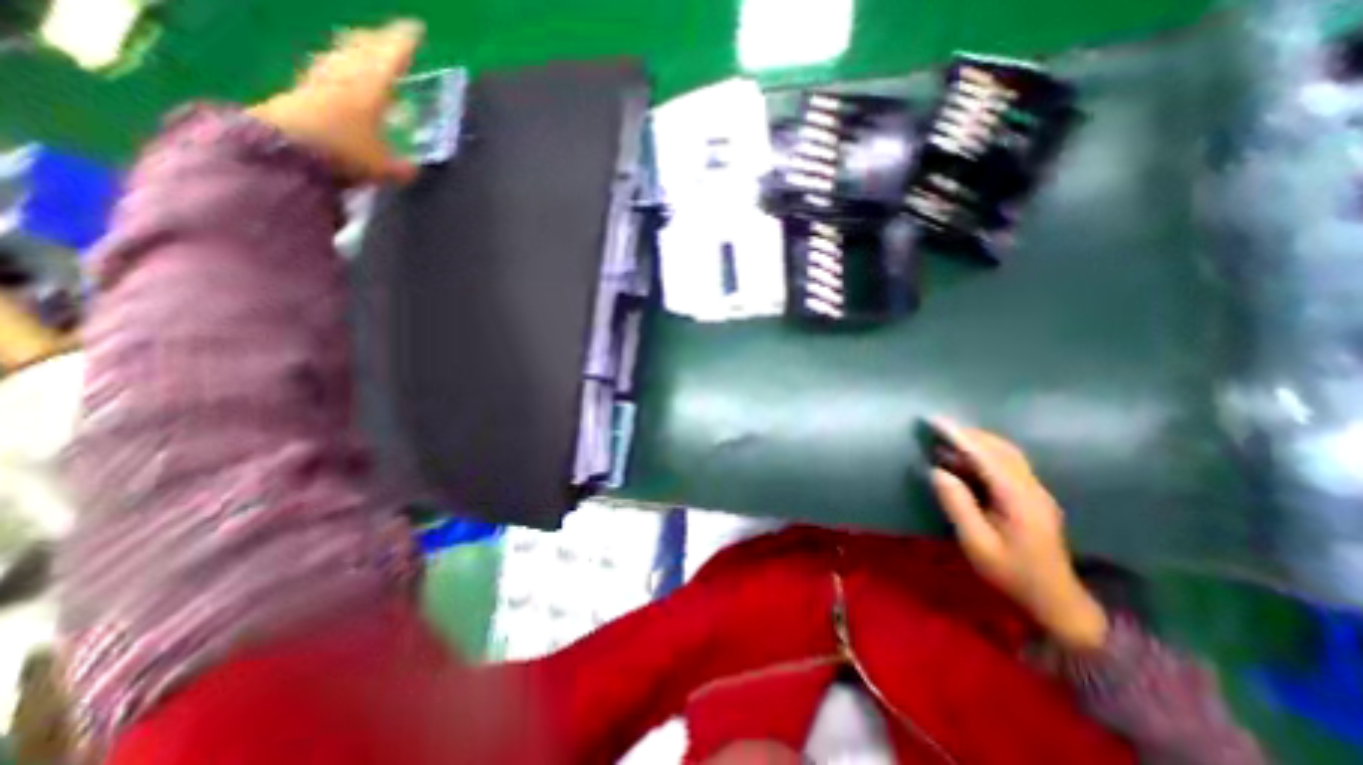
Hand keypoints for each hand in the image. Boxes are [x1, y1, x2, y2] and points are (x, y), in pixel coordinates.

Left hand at [248, 17, 422, 183]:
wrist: (285, 151)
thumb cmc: (343, 153)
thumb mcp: (384, 169)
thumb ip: (402, 167)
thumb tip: (413, 168)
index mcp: (370, 89)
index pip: (391, 58)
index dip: (404, 43)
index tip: (416, 28)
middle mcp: (345, 76)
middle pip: (361, 49)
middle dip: (377, 40)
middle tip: (389, 35)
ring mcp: (319, 80)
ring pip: (341, 54)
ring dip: (354, 48)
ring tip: (363, 45)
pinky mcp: (302, 91)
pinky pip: (326, 68)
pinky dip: (337, 64)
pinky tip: (336, 69)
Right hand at [925, 419, 1106, 650]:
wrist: (1057, 600)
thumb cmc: (1012, 573)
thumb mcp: (977, 543)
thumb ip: (957, 505)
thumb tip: (937, 471)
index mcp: (1018, 499)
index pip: (986, 457)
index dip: (959, 436)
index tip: (934, 421)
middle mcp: (1031, 488)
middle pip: (1000, 448)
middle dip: (968, 433)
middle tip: (937, 426)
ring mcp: (1035, 491)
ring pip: (1006, 453)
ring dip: (976, 441)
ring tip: (945, 438)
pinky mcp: (1031, 496)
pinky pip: (1007, 464)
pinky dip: (983, 453)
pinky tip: (964, 459)